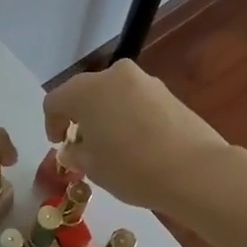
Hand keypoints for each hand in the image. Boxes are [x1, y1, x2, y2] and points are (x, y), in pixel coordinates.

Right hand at [43, 59, 227, 209]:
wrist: (195, 170)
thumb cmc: (131, 168)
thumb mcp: (92, 167)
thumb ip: (75, 153)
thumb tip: (73, 148)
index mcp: (84, 91)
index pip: (54, 102)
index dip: (51, 124)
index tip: (59, 145)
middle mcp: (112, 76)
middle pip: (84, 93)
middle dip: (79, 116)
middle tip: (83, 144)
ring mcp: (143, 81)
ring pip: (112, 95)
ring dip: (106, 114)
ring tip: (113, 144)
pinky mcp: (168, 92)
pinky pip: (136, 100)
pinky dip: (129, 116)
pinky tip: (137, 142)